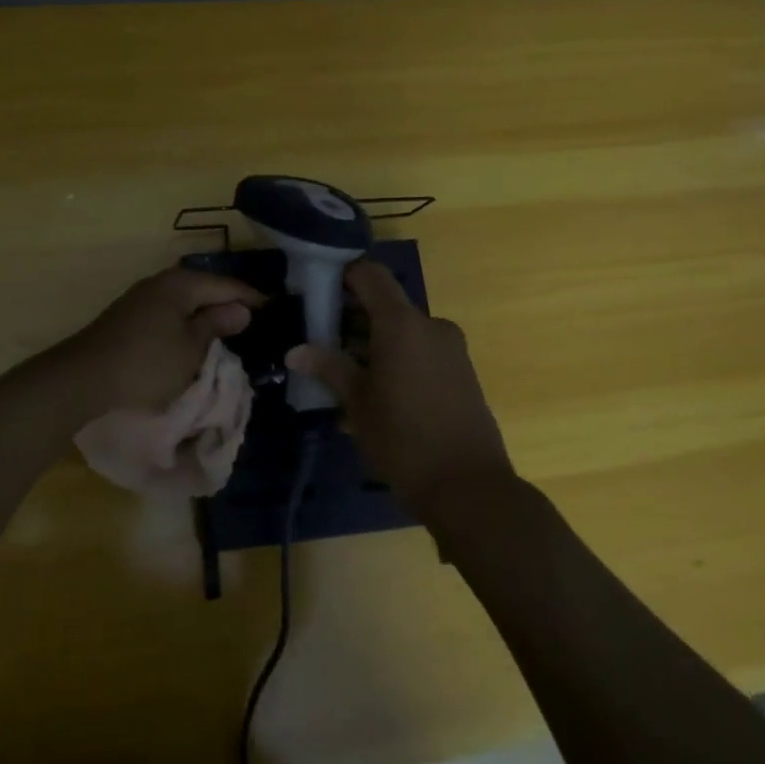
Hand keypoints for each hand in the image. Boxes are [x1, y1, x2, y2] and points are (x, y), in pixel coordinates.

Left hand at [65, 267, 264, 414]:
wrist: (84, 378)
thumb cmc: (147, 363)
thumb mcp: (191, 348)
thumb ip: (217, 324)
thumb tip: (241, 309)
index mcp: (180, 284)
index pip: (226, 285)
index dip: (252, 297)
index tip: (276, 307)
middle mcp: (160, 283)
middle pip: (204, 289)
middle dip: (228, 303)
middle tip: (256, 319)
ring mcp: (141, 299)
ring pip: (185, 302)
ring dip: (206, 314)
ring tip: (230, 330)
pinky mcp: (129, 318)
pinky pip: (169, 313)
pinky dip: (187, 323)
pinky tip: (195, 338)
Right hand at [288, 260, 513, 511]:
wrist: (469, 489)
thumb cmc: (403, 440)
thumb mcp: (357, 403)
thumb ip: (328, 368)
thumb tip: (295, 351)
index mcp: (402, 324)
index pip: (370, 274)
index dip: (343, 274)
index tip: (317, 291)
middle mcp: (430, 326)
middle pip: (385, 305)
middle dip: (352, 317)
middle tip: (320, 339)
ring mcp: (451, 350)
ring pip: (402, 332)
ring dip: (372, 343)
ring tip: (341, 374)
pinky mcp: (461, 373)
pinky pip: (420, 353)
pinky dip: (395, 360)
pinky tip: (373, 395)